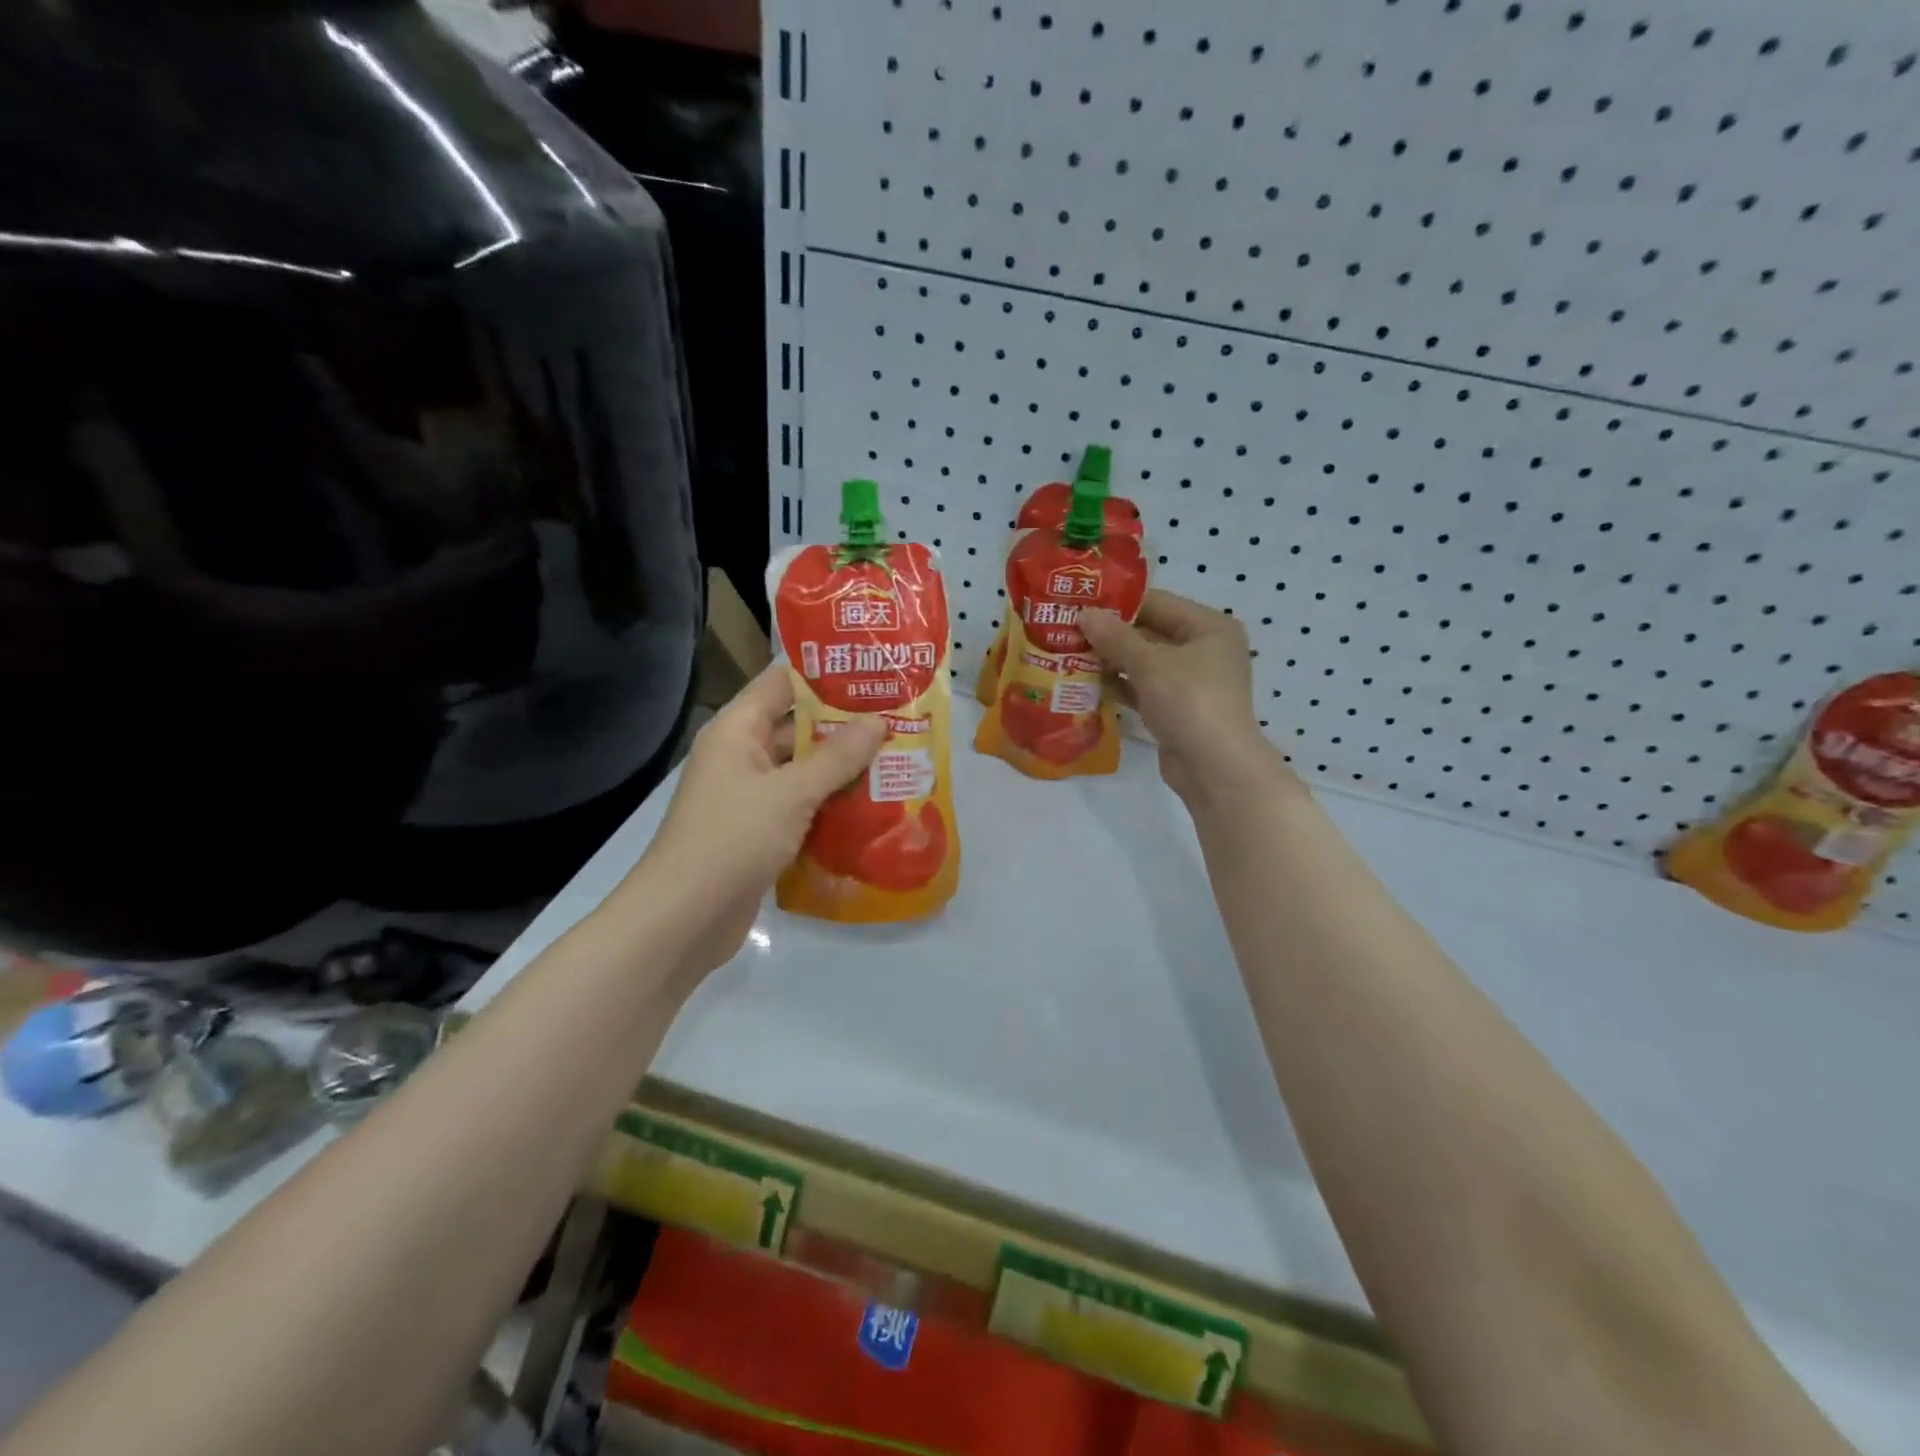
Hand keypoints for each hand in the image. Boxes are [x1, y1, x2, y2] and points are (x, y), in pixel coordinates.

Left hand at [637, 666, 885, 971]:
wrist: (685, 918)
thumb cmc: (733, 839)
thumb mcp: (791, 793)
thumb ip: (837, 757)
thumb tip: (878, 722)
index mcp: (737, 731)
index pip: (781, 683)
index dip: (825, 673)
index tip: (872, 669)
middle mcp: (741, 756)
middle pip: (797, 728)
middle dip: (845, 725)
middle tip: (899, 717)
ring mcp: (750, 797)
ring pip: (803, 771)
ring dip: (843, 768)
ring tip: (897, 758)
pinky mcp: (759, 832)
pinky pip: (801, 807)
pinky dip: (831, 805)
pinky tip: (873, 805)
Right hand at [1079, 590, 1290, 804]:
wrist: (1215, 768)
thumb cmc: (1189, 702)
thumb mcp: (1150, 664)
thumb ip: (1115, 637)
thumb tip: (1084, 614)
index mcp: (1209, 627)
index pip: (1157, 603)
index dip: (1118, 603)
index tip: (1079, 603)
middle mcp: (1203, 650)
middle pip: (1150, 632)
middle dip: (1110, 634)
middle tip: (1067, 630)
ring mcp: (1190, 682)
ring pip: (1144, 663)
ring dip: (1110, 661)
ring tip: (1068, 654)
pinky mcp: (1177, 710)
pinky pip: (1143, 689)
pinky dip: (1119, 686)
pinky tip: (1086, 684)